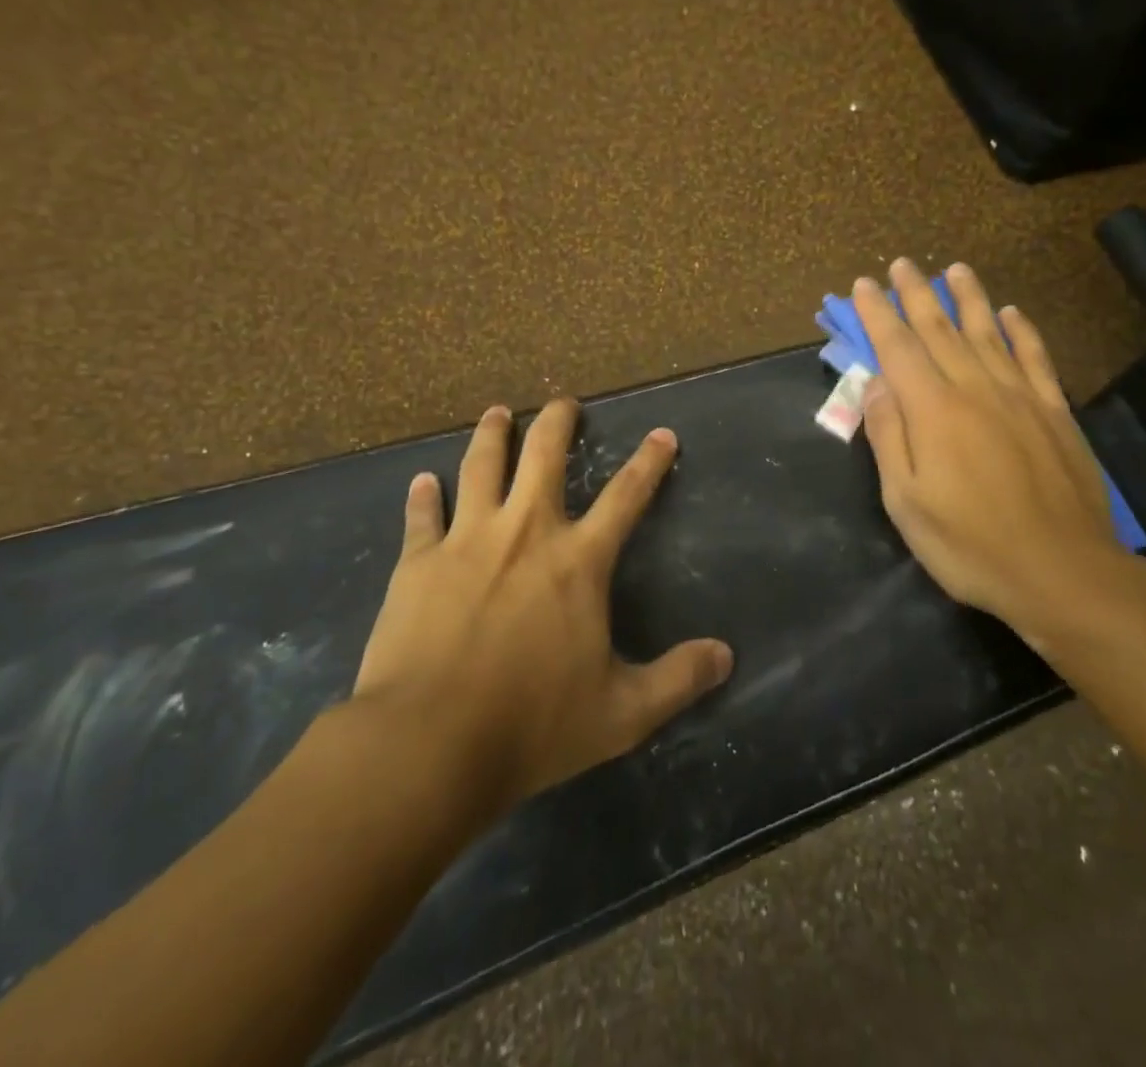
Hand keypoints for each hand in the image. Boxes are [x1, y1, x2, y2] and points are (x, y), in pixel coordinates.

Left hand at [350, 400, 733, 811]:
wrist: (429, 742)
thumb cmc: (532, 725)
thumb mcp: (622, 713)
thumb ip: (677, 680)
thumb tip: (726, 656)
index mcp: (577, 561)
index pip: (626, 497)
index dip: (649, 463)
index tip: (662, 434)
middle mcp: (525, 532)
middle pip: (543, 456)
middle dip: (558, 422)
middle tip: (564, 402)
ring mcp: (467, 540)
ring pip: (481, 467)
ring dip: (492, 435)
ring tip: (498, 413)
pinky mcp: (418, 561)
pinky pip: (421, 516)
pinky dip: (422, 496)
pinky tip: (421, 481)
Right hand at [853, 259, 1145, 651]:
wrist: (1062, 572)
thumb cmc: (970, 544)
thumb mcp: (906, 501)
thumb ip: (889, 436)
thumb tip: (876, 383)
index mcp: (933, 410)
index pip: (898, 347)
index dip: (877, 314)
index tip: (864, 284)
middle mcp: (975, 389)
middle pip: (940, 330)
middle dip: (916, 295)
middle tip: (901, 264)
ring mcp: (1020, 397)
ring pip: (988, 333)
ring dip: (968, 298)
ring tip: (954, 270)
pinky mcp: (1055, 413)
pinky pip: (1035, 359)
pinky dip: (1022, 332)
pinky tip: (1012, 313)